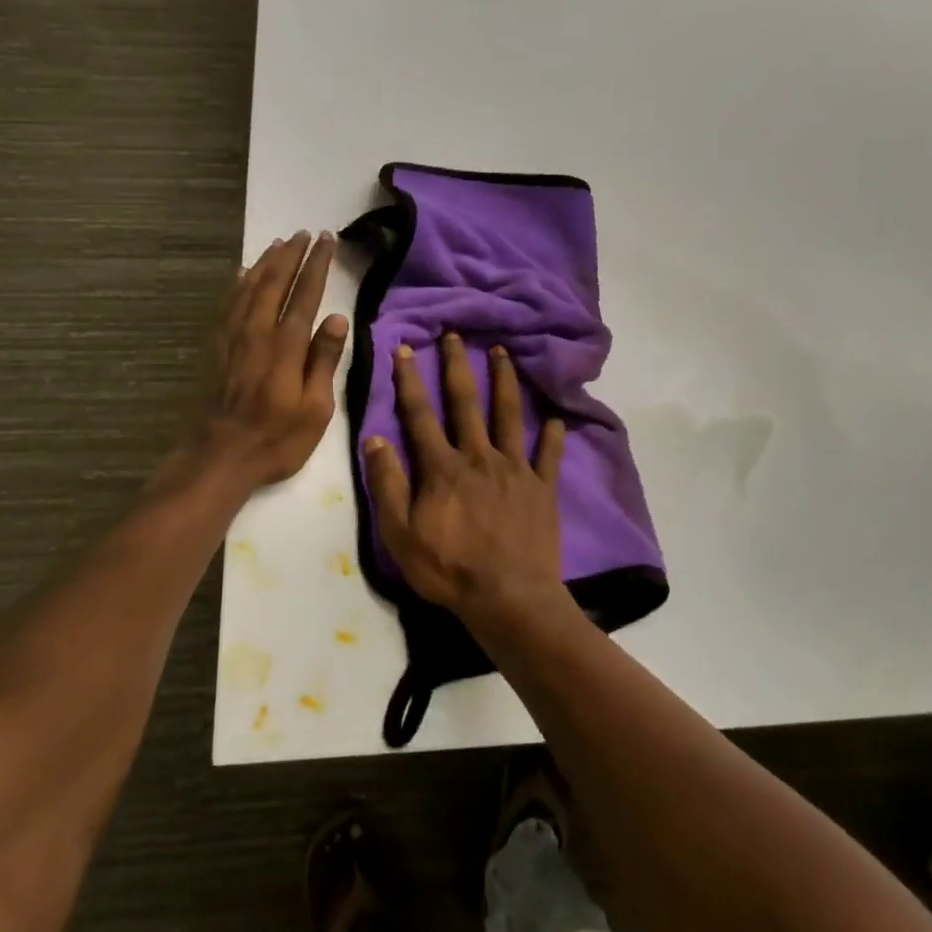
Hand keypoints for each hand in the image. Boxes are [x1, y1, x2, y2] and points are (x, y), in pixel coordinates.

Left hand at [190, 230, 346, 489]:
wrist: (216, 457)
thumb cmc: (275, 440)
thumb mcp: (314, 409)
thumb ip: (323, 361)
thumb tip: (336, 319)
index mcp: (285, 347)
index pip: (305, 294)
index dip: (316, 265)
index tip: (326, 241)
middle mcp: (257, 332)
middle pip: (275, 283)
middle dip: (292, 255)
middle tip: (305, 233)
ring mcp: (231, 338)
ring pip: (249, 287)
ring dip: (265, 263)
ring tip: (279, 243)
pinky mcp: (215, 348)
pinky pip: (227, 304)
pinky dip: (238, 283)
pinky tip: (243, 274)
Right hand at [363, 333, 568, 629]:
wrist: (508, 597)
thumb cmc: (449, 569)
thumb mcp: (400, 534)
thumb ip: (387, 485)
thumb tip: (375, 439)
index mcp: (442, 467)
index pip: (420, 414)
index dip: (409, 380)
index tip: (404, 349)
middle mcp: (478, 456)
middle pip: (466, 402)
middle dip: (458, 365)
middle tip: (456, 334)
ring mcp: (514, 469)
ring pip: (508, 414)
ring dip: (504, 381)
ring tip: (503, 352)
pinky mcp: (542, 487)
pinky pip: (548, 455)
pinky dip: (552, 435)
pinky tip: (556, 418)